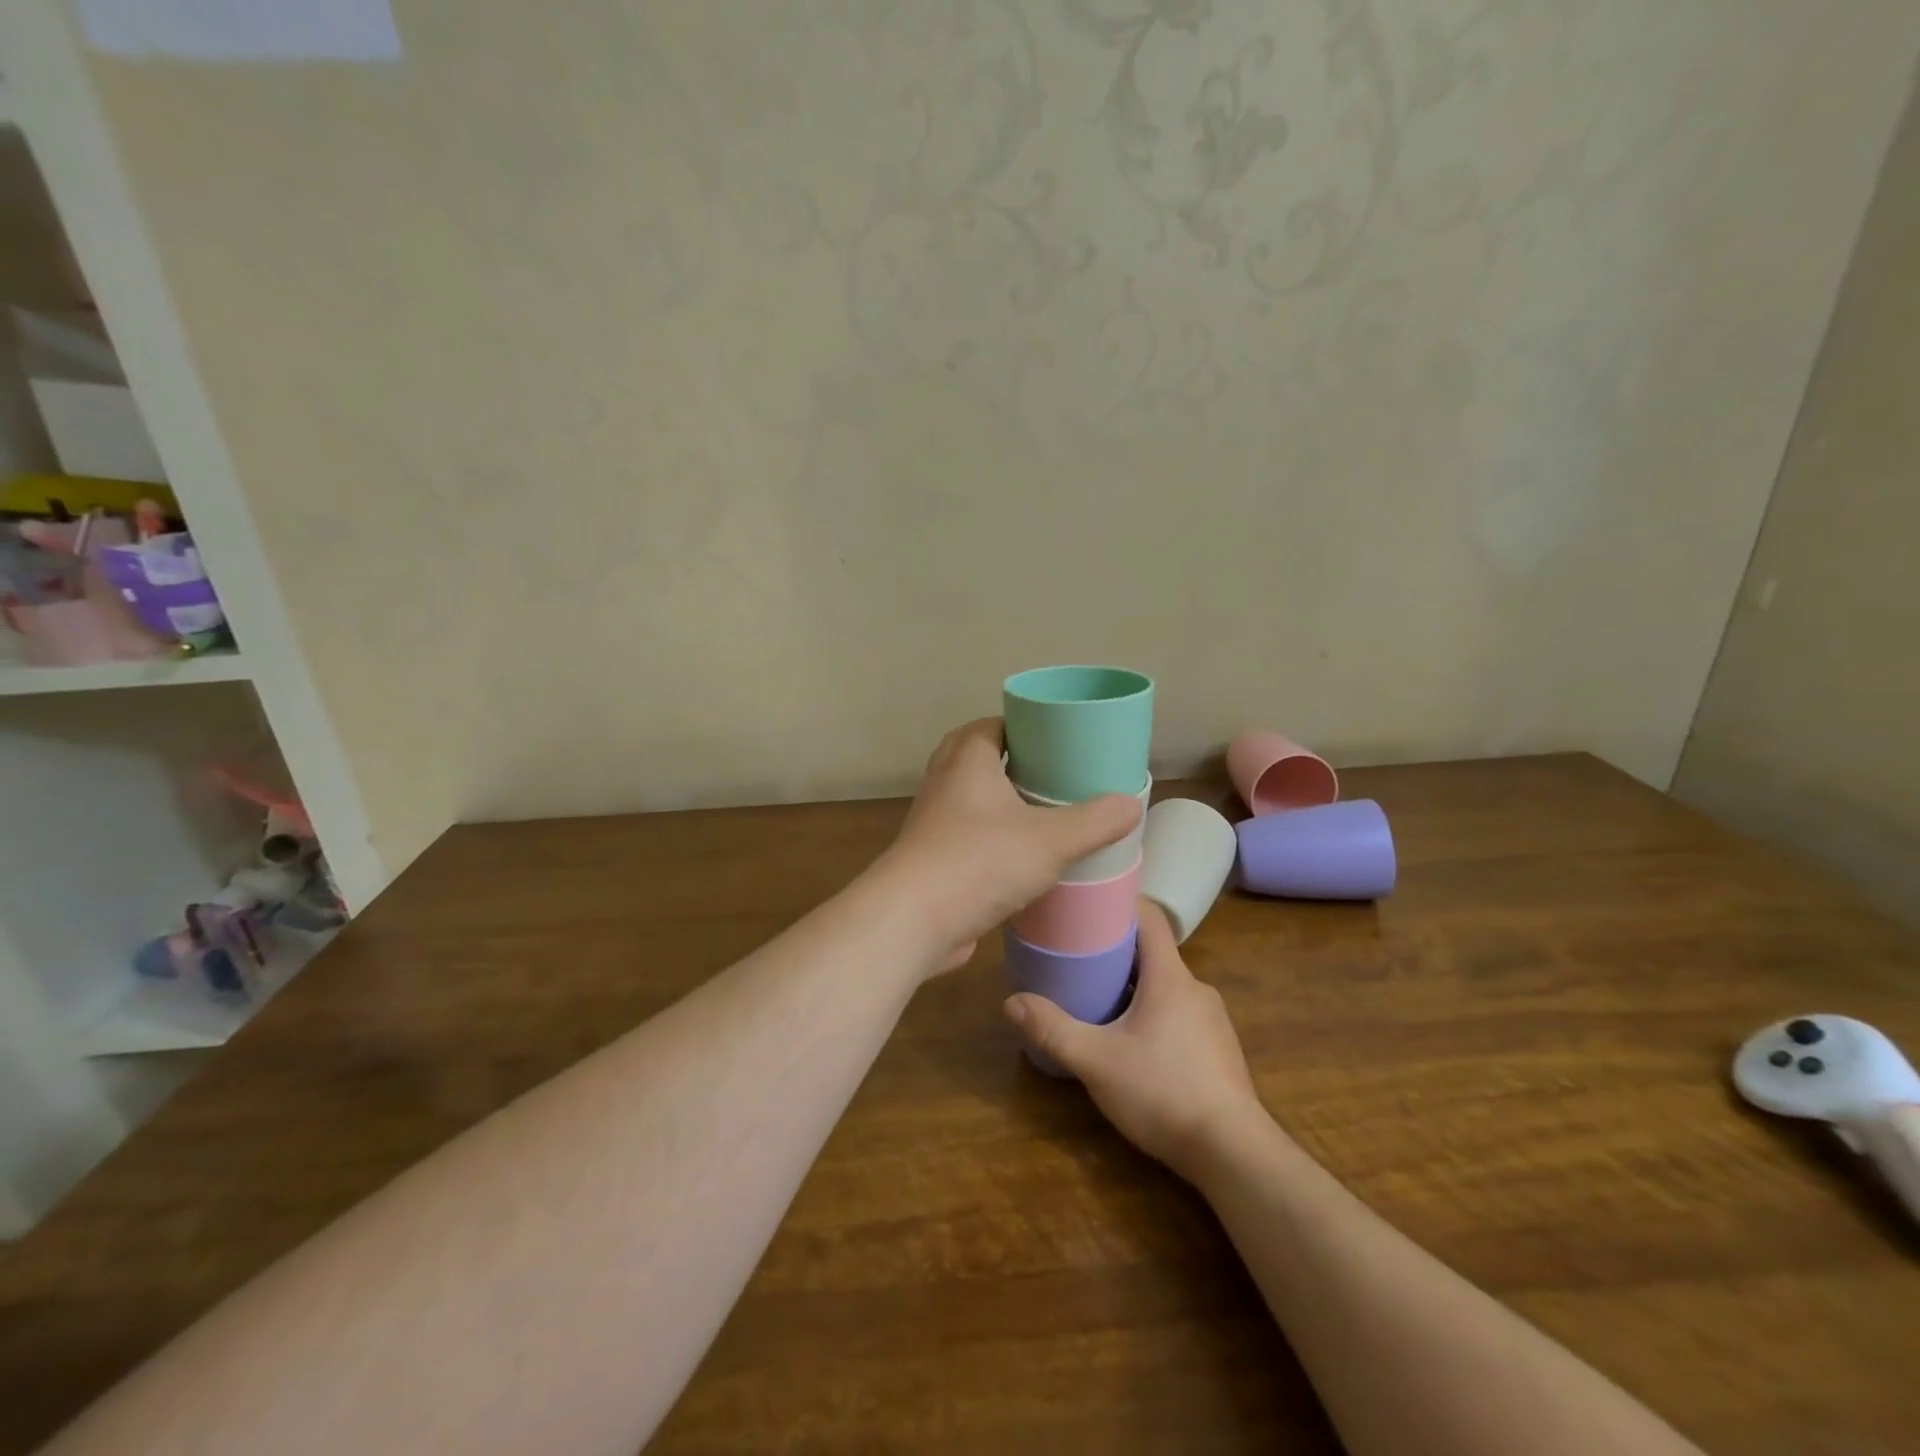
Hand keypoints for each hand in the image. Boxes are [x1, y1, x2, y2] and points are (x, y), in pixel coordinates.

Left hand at [880, 718, 1140, 973]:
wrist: (912, 921)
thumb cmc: (980, 862)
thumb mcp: (1050, 840)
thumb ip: (1095, 822)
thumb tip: (1131, 804)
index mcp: (967, 762)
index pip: (990, 725)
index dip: (1020, 725)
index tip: (1054, 737)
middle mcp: (943, 785)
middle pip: (974, 757)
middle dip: (1008, 761)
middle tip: (1049, 773)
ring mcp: (932, 824)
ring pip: (966, 799)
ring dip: (996, 801)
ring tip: (1039, 812)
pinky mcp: (930, 861)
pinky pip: (962, 837)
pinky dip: (987, 839)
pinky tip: (1018, 858)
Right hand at [1003, 900, 1268, 1181]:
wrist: (1234, 1153)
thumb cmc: (1163, 1092)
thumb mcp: (1096, 1061)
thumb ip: (1053, 1030)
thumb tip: (1011, 1002)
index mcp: (1170, 976)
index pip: (1150, 917)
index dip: (1120, 902)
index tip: (1088, 902)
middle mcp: (1195, 988)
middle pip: (1153, 952)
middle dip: (1116, 950)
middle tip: (1076, 955)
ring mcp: (1211, 1019)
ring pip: (1165, 985)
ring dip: (1133, 985)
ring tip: (1096, 997)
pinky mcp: (1217, 1049)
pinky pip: (1178, 1013)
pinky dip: (1152, 1012)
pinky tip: (1130, 1041)